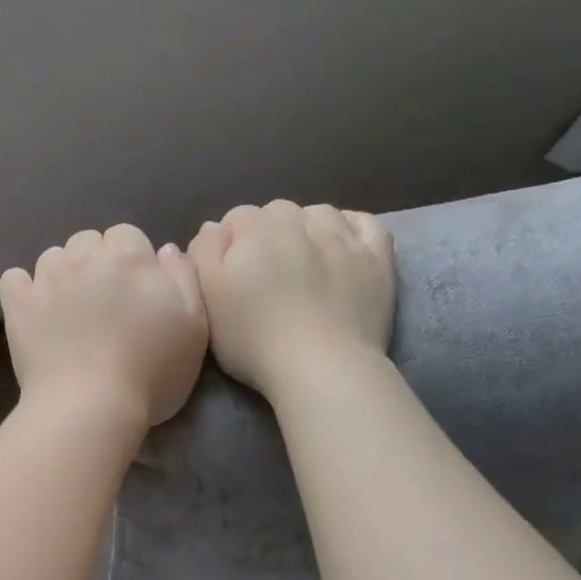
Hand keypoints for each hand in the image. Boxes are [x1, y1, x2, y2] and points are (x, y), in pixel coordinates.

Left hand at [0, 224, 208, 428]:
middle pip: (88, 241)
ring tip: (67, 309)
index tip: (134, 292)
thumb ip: (183, 278)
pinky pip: (14, 279)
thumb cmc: (151, 373)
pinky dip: (22, 290)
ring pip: (52, 257)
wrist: (91, 407)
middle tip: (102, 302)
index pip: (128, 236)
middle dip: (95, 262)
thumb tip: (165, 249)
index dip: (132, 261)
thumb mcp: (194, 327)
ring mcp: (46, 279)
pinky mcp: (18, 304)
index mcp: (129, 257)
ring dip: (61, 275)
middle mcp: (85, 257)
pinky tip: (33, 309)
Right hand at [188, 200, 394, 394]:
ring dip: (307, 228)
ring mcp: (342, 236)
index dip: (228, 244)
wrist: (320, 367)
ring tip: (302, 261)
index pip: (236, 218)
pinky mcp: (376, 257)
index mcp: (254, 229)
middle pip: (276, 212)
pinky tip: (341, 245)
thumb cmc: (253, 338)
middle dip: (266, 233)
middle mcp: (299, 221)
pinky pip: (364, 223)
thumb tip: (214, 228)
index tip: (228, 276)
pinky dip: (350, 227)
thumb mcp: (206, 298)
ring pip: (319, 214)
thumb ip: (204, 253)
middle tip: (263, 275)